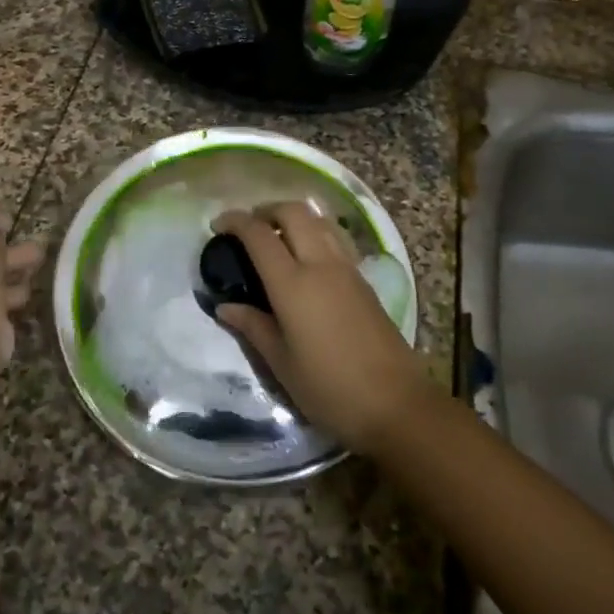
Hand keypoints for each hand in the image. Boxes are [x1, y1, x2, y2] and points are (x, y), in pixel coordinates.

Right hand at [212, 204, 431, 456]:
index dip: (235, 221)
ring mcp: (347, 269)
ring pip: (319, 219)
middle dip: (267, 210)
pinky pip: (334, 238)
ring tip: (276, 238)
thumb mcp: (281, 363)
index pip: (259, 235)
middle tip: (248, 228)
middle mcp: (321, 264)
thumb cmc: (329, 388)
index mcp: (293, 284)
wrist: (396, 403)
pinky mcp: (363, 280)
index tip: (217, 225)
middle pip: (294, 212)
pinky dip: (313, 232)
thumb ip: (253, 327)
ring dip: (293, 217)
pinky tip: (305, 258)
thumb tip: (225, 306)